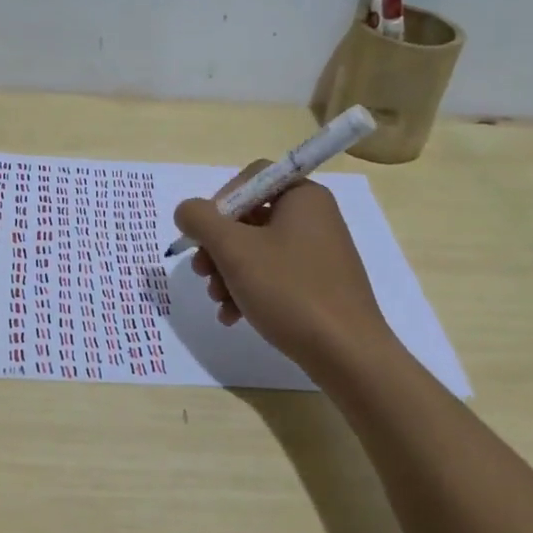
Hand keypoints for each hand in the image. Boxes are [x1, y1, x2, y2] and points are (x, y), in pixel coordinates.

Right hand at [173, 163, 395, 373]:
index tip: (204, 234)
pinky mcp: (319, 284)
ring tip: (217, 300)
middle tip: (201, 272)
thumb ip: (201, 220)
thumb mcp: (234, 249)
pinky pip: (274, 275)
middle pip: (249, 217)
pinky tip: (233, 316)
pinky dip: (249, 290)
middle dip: (218, 247)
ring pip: (257, 250)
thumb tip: (186, 211)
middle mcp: (314, 217)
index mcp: (302, 196)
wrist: (346, 353)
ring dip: (228, 273)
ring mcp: (318, 253)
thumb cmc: (289, 289)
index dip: (219, 202)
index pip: (250, 179)